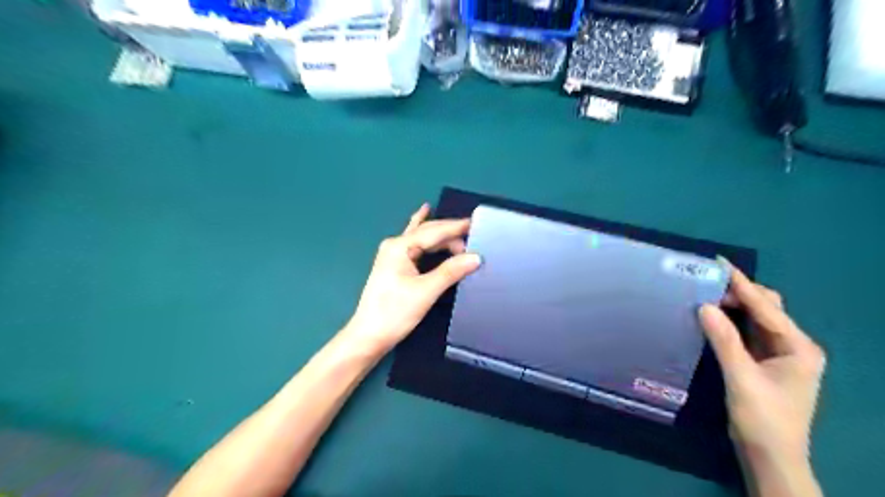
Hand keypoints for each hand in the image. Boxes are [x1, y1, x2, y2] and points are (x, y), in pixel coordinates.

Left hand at [342, 203, 480, 356]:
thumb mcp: (426, 291)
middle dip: (449, 232)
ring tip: (460, 234)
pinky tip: (423, 215)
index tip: (476, 223)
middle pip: (427, 232)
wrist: (369, 336)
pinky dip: (425, 236)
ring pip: (422, 238)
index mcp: (399, 247)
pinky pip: (415, 245)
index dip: (455, 227)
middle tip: (473, 235)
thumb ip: (451, 271)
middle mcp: (395, 245)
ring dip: (441, 236)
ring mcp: (393, 255)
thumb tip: (476, 257)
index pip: (433, 231)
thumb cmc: (395, 312)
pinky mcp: (395, 266)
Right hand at [702, 265, 826, 488]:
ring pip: (757, 319)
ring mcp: (780, 354)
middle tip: (706, 284)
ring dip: (734, 305)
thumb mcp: (741, 378)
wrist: (770, 455)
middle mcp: (794, 345)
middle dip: (739, 293)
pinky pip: (748, 332)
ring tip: (706, 294)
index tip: (719, 263)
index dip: (742, 284)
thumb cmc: (762, 418)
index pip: (767, 307)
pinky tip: (714, 316)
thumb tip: (704, 305)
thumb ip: (724, 340)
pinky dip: (732, 321)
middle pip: (767, 308)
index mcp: (799, 347)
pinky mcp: (765, 361)